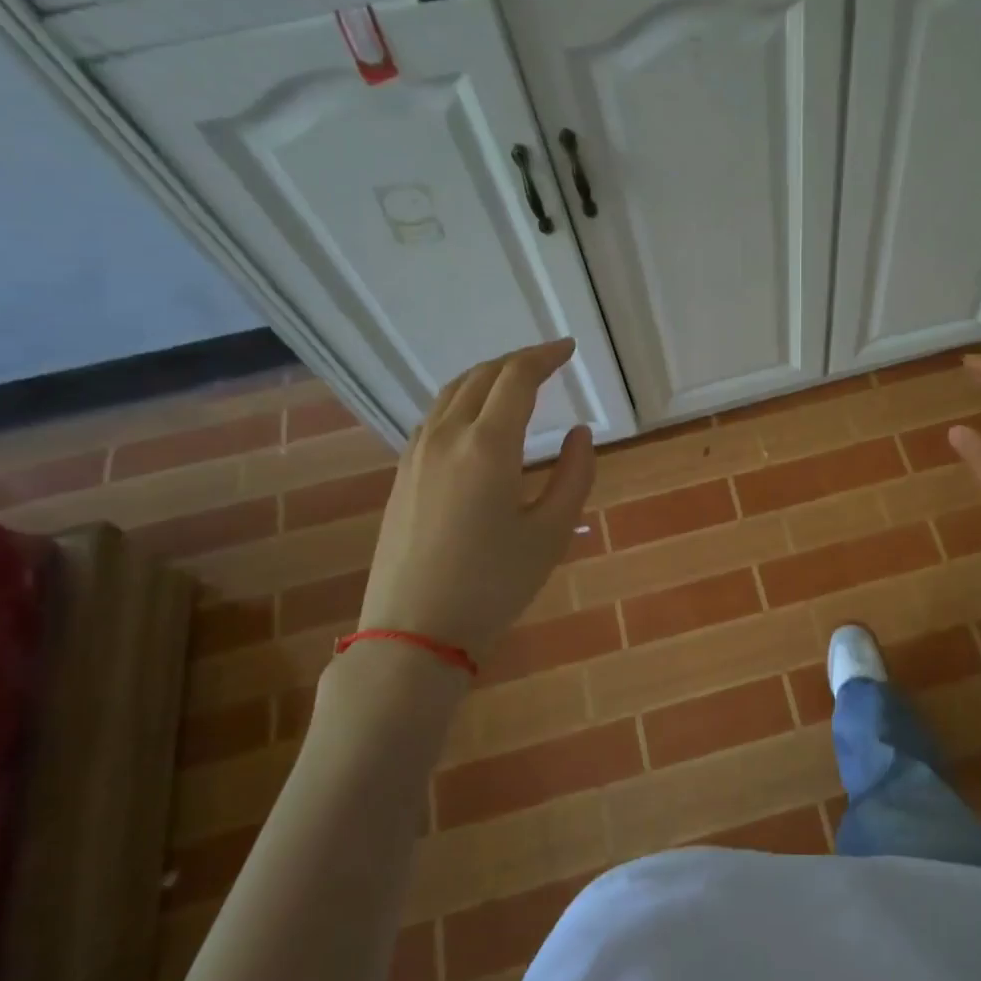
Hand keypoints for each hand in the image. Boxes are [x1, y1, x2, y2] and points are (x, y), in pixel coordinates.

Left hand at [355, 340, 594, 665]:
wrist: (414, 630)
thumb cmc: (494, 584)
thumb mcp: (551, 532)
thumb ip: (574, 475)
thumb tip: (578, 433)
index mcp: (487, 445)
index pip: (516, 378)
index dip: (545, 356)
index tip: (568, 349)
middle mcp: (446, 437)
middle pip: (480, 376)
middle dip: (517, 361)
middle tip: (548, 361)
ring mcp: (416, 454)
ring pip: (451, 393)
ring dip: (486, 378)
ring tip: (515, 383)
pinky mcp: (402, 475)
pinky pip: (434, 418)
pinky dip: (462, 402)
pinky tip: (477, 420)